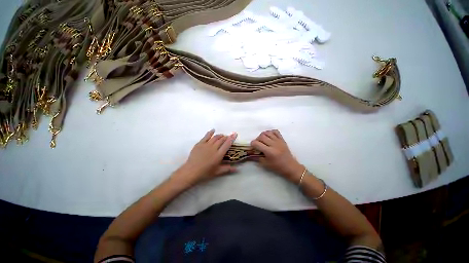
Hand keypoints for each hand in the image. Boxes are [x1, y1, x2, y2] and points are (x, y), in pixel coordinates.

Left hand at [174, 129, 237, 185]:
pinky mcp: (200, 143)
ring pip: (215, 137)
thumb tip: (237, 169)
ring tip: (222, 136)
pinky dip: (210, 132)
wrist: (191, 171)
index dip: (231, 138)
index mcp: (219, 155)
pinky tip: (213, 130)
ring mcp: (206, 145)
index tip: (235, 134)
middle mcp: (213, 148)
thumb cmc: (205, 172)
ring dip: (220, 135)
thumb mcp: (217, 171)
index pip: (227, 144)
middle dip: (226, 137)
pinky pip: (206, 136)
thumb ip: (227, 169)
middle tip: (228, 137)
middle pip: (221, 139)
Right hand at [251, 130, 303, 181]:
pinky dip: (270, 132)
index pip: (257, 143)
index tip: (253, 147)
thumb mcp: (265, 164)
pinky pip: (275, 131)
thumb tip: (252, 152)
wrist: (290, 166)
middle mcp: (273, 144)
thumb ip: (257, 157)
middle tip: (258, 144)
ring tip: (263, 140)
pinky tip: (269, 137)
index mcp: (269, 151)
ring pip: (267, 132)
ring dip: (263, 135)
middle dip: (257, 139)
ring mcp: (278, 141)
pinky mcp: (282, 139)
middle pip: (261, 136)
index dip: (252, 144)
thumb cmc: (277, 166)